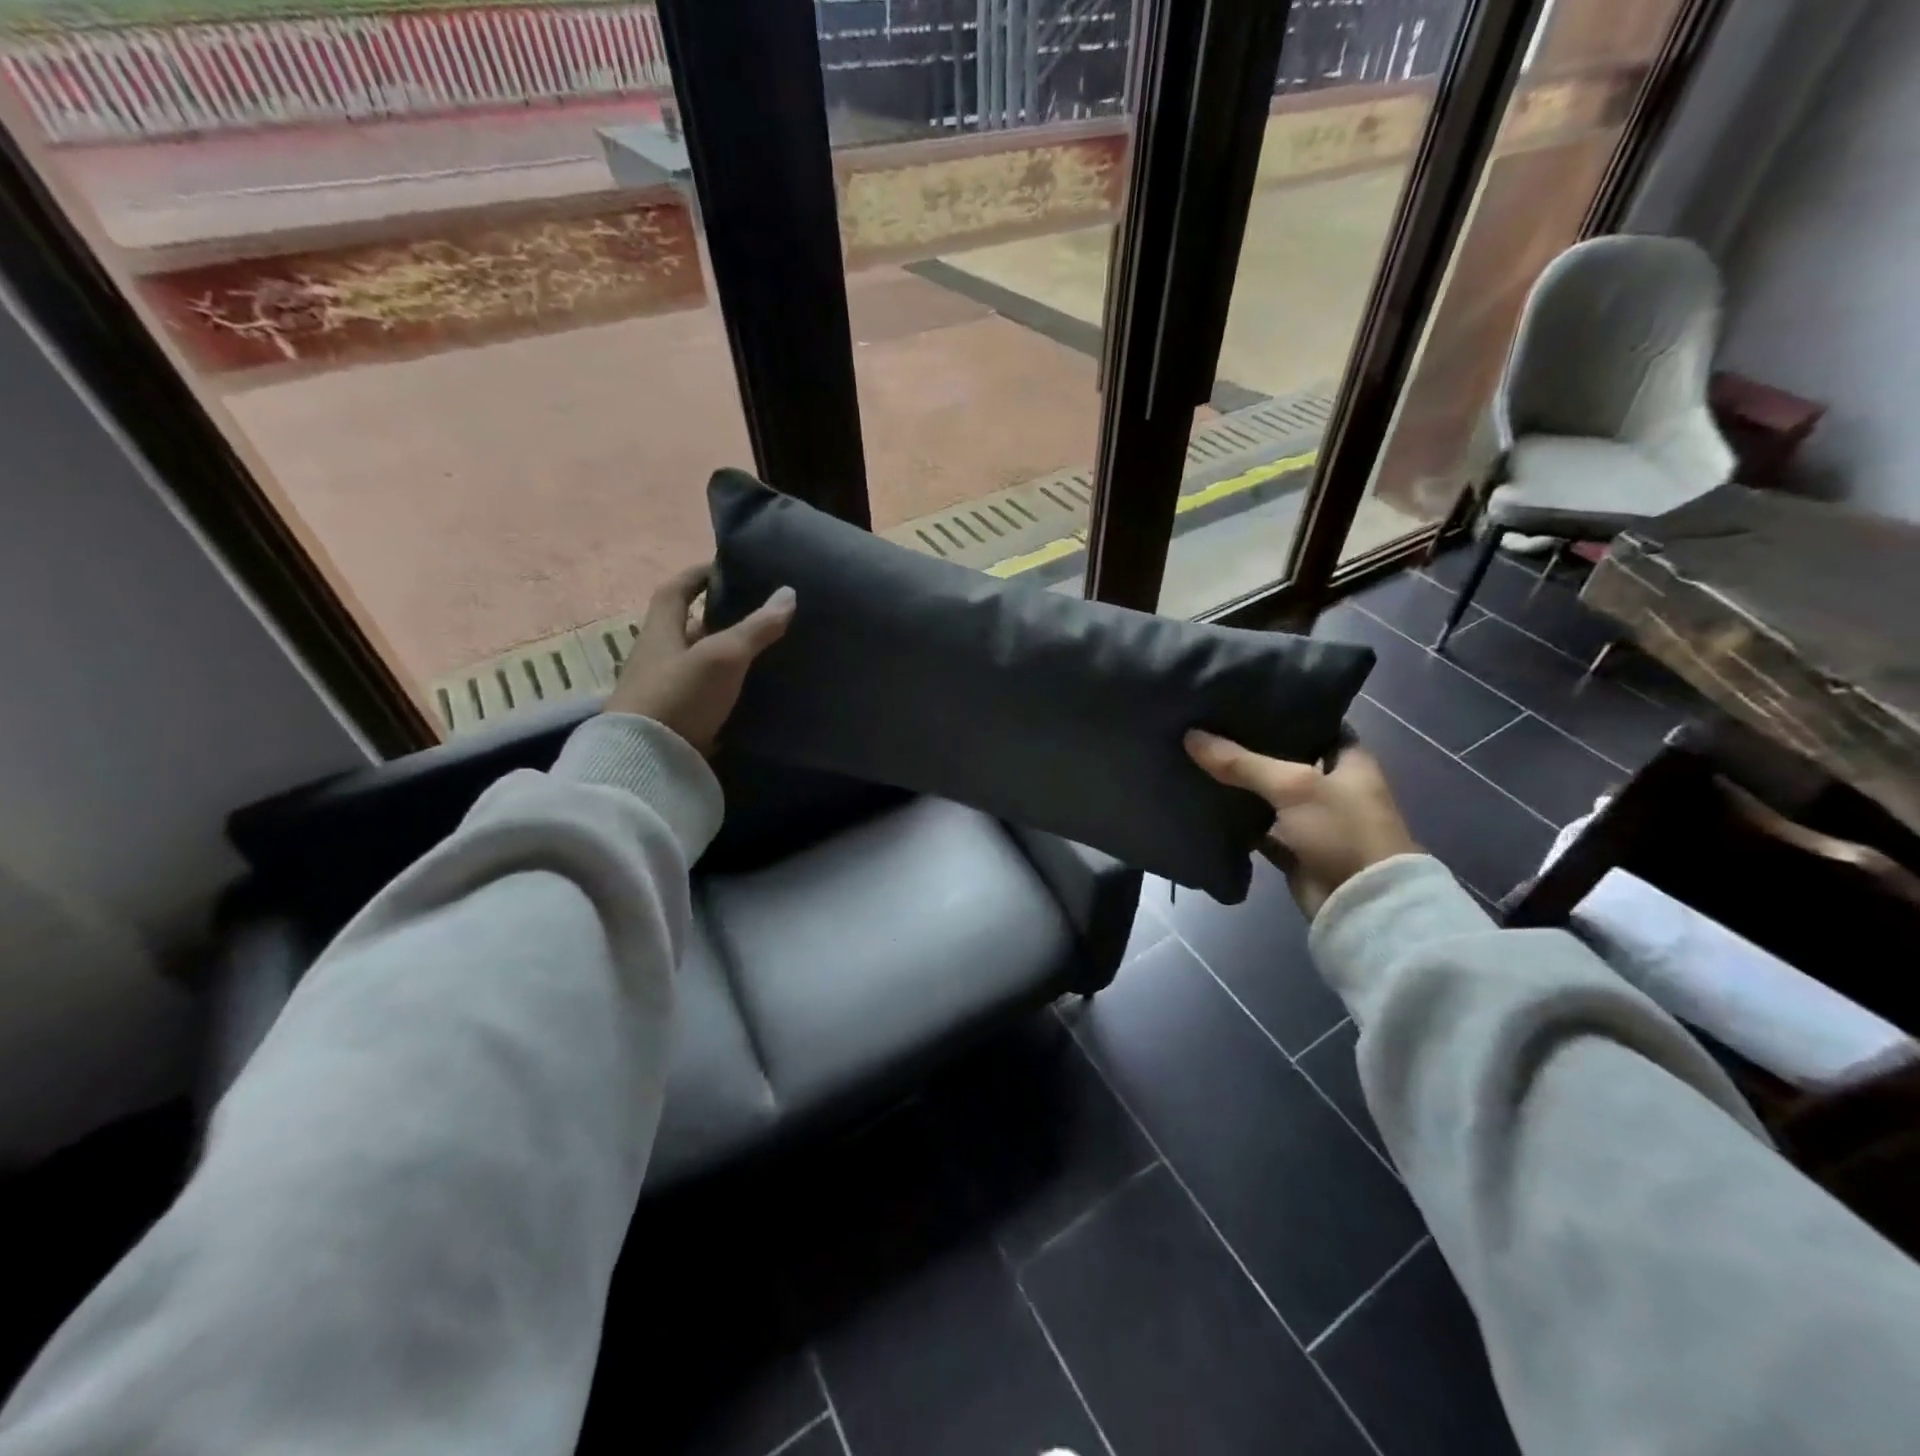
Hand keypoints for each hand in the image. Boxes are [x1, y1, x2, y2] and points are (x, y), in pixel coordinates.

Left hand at [606, 565, 794, 755]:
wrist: (647, 762)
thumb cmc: (680, 696)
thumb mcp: (723, 656)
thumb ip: (756, 627)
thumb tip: (788, 593)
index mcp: (660, 632)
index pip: (676, 591)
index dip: (697, 575)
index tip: (724, 568)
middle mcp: (658, 658)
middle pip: (688, 628)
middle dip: (718, 618)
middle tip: (756, 613)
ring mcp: (665, 692)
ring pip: (698, 664)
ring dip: (724, 656)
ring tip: (763, 651)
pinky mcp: (676, 722)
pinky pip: (704, 696)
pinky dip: (726, 689)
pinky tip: (752, 692)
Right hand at [1185, 731, 1417, 918]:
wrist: (1359, 904)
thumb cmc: (1341, 831)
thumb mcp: (1293, 786)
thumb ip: (1241, 761)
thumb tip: (1190, 735)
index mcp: (1348, 760)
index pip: (1315, 722)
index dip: (1282, 710)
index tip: (1242, 696)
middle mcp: (1331, 785)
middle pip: (1285, 757)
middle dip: (1249, 745)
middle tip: (1207, 724)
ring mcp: (1311, 818)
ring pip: (1267, 792)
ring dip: (1238, 781)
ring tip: (1196, 754)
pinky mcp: (1291, 846)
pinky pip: (1257, 825)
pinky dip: (1236, 817)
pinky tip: (1203, 798)